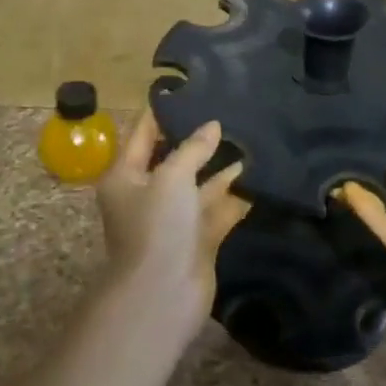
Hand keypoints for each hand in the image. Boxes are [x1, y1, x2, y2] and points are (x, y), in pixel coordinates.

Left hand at [94, 110, 247, 324]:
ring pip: (200, 184)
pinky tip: (259, 174)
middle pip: (174, 158)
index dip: (163, 113)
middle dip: (199, 139)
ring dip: (222, 166)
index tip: (188, 90)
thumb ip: (193, 148)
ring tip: (250, 137)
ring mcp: (174, 219)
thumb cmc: (156, 227)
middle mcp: (147, 194)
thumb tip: (212, 126)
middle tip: (227, 110)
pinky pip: (218, 208)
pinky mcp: (198, 238)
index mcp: (126, 176)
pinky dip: (235, 194)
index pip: (143, 134)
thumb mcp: (171, 177)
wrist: (163, 295)